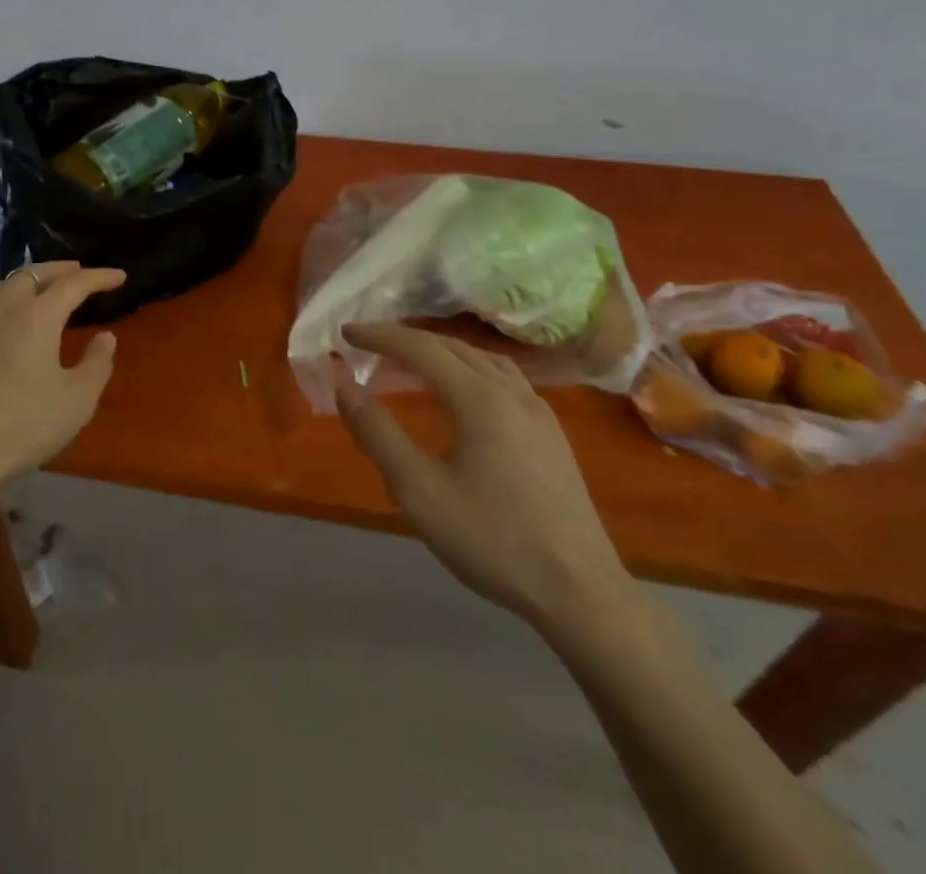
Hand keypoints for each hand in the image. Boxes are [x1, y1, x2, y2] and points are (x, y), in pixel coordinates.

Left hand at [0, 262, 126, 505]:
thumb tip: (105, 337)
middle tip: (77, 272)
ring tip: (38, 291)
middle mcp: (0, 309)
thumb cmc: (22, 427)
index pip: (74, 284)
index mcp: (36, 317)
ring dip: (25, 282)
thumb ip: (97, 364)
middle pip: (32, 274)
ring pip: (0, 287)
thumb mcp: (76, 402)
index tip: (119, 276)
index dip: (99, 277)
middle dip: (59, 270)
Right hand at [337, 323, 627, 628]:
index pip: (420, 348)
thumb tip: (344, 385)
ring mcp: (538, 411)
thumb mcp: (419, 491)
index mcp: (479, 398)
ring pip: (482, 359)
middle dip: (406, 340)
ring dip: (440, 351)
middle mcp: (511, 392)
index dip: (380, 336)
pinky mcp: (552, 434)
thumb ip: (377, 433)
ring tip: (411, 362)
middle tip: (369, 346)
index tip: (346, 333)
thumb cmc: (493, 540)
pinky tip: (463, 394)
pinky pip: (503, 379)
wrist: (582, 592)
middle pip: (452, 346)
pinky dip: (469, 369)